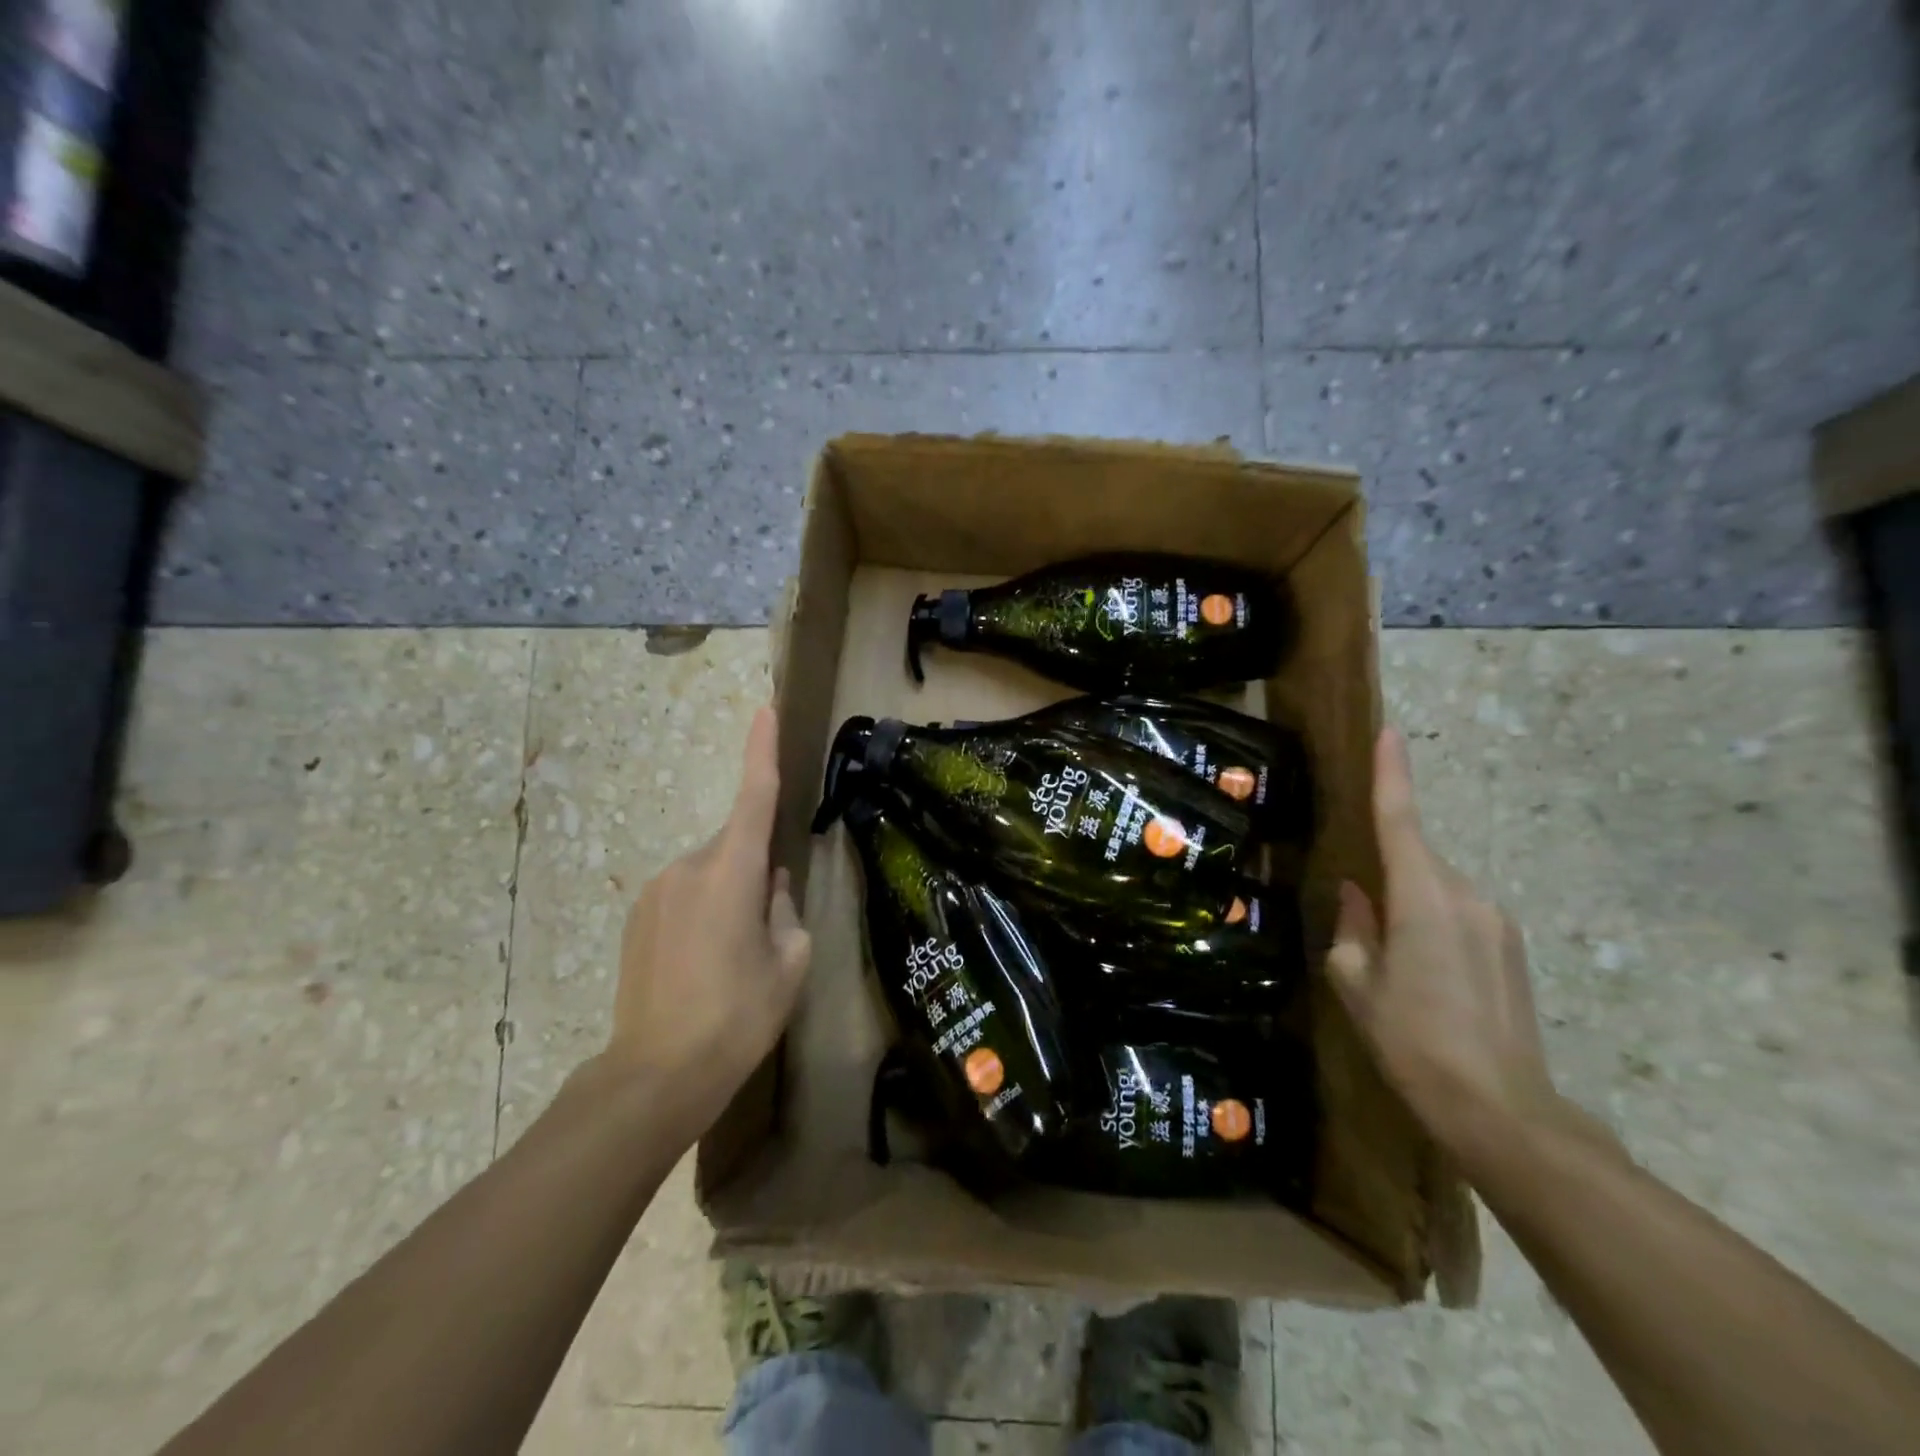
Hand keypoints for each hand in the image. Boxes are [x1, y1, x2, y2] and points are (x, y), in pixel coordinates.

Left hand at [597, 705, 810, 1138]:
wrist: (656, 1073)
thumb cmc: (737, 1015)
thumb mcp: (789, 961)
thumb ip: (784, 908)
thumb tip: (770, 884)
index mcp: (730, 872)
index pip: (753, 796)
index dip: (760, 751)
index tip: (763, 710)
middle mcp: (687, 867)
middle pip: (735, 846)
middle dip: (756, 870)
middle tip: (768, 930)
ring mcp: (655, 891)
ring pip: (709, 872)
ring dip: (729, 895)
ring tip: (733, 957)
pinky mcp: (637, 915)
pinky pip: (684, 894)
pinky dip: (704, 911)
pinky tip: (705, 964)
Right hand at [1325, 728, 1557, 1166]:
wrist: (1501, 1111)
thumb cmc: (1412, 1041)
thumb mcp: (1356, 984)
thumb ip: (1351, 927)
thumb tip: (1355, 895)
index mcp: (1422, 898)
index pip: (1400, 820)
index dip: (1391, 773)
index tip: (1388, 732)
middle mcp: (1466, 896)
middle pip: (1415, 858)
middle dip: (1385, 868)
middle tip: (1359, 914)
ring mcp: (1496, 921)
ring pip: (1435, 889)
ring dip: (1406, 904)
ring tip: (1390, 960)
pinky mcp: (1509, 947)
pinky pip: (1456, 913)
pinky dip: (1429, 923)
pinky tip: (1421, 973)